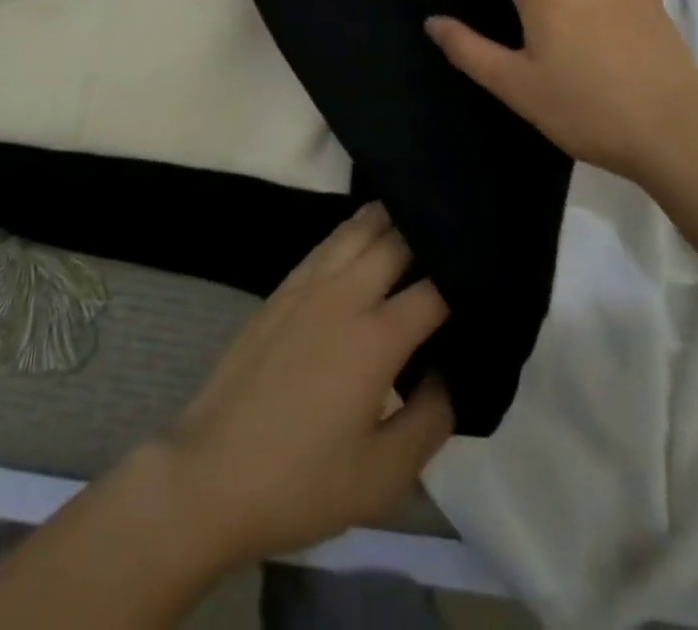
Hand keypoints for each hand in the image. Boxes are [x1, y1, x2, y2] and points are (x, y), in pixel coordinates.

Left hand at [159, 202, 453, 567]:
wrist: (212, 473)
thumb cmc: (302, 482)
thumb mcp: (383, 477)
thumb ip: (431, 419)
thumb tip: (450, 374)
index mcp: (376, 337)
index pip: (434, 290)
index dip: (464, 282)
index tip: (485, 283)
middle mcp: (344, 294)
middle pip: (396, 240)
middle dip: (429, 234)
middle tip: (456, 239)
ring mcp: (308, 285)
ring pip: (357, 228)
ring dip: (390, 218)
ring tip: (418, 216)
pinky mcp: (282, 289)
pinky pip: (327, 241)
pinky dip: (354, 229)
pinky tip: (364, 234)